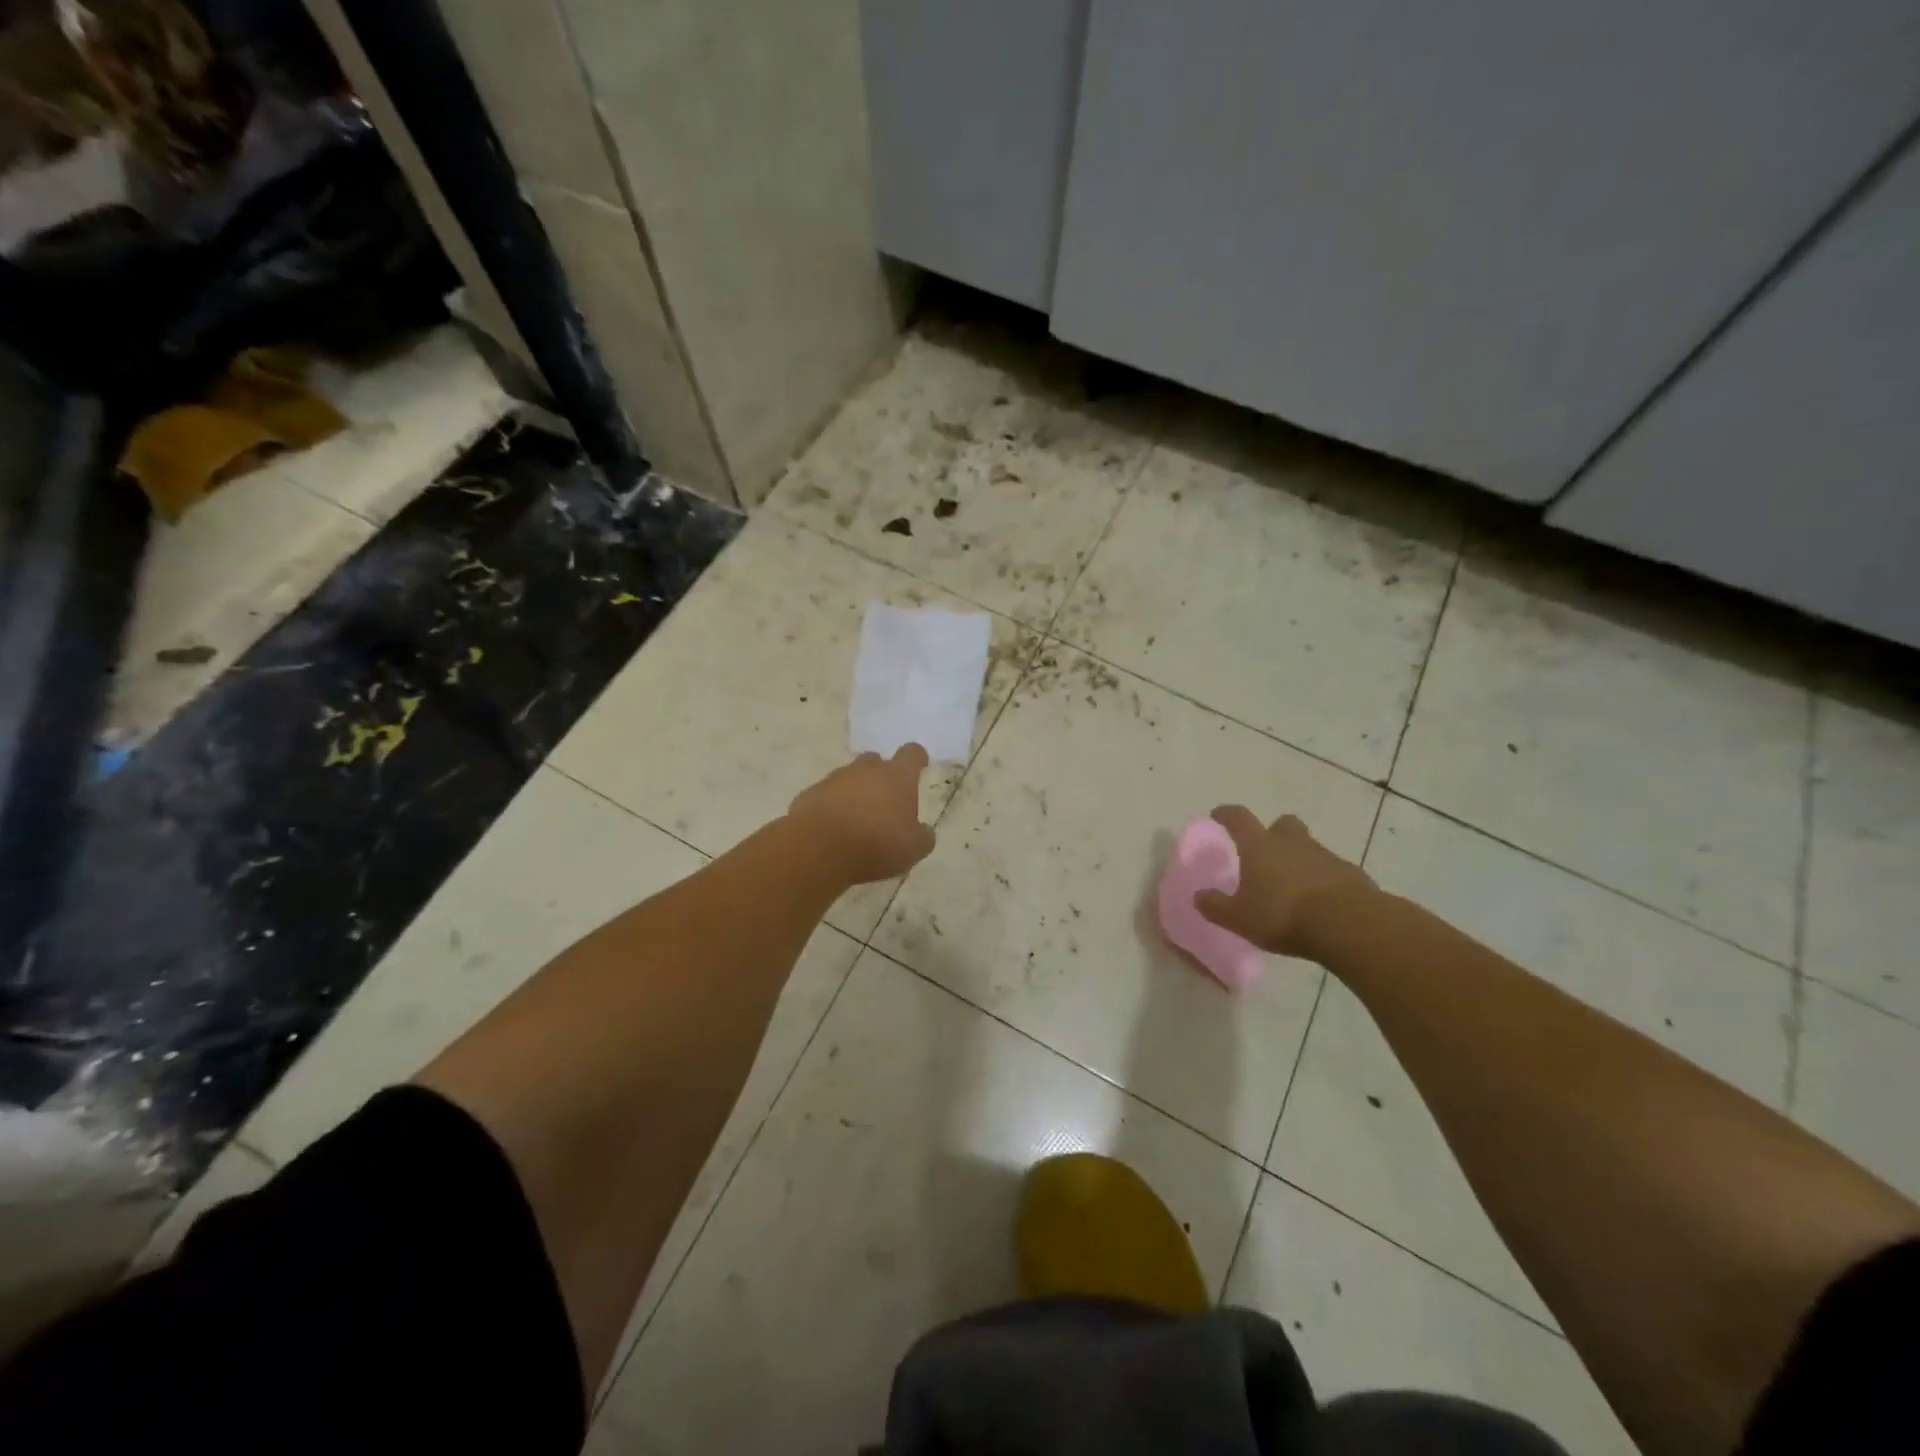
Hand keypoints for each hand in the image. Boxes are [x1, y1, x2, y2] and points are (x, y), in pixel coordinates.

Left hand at [787, 745, 936, 884]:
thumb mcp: (913, 849)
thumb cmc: (877, 845)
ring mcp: (834, 780)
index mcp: (896, 777)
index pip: (911, 754)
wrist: (820, 849)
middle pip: (875, 762)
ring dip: (854, 792)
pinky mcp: (809, 794)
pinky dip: (831, 807)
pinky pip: (825, 796)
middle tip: (884, 801)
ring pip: (848, 778)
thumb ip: (923, 836)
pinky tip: (832, 830)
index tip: (920, 765)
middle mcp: (865, 770)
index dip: (916, 758)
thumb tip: (923, 831)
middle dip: (881, 776)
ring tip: (856, 820)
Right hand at [1195, 806, 1376, 958]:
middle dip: (1273, 832)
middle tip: (1266, 850)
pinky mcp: (1350, 873)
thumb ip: (1216, 906)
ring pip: (1308, 847)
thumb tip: (1198, 896)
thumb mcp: (1239, 918)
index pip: (1238, 818)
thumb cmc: (1283, 915)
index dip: (1226, 814)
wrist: (1348, 924)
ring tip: (1292, 885)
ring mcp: (1324, 855)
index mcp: (1259, 846)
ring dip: (1299, 858)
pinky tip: (1320, 902)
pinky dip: (1323, 879)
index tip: (1219, 814)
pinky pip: (1331, 870)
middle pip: (1282, 823)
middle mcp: (1291, 842)